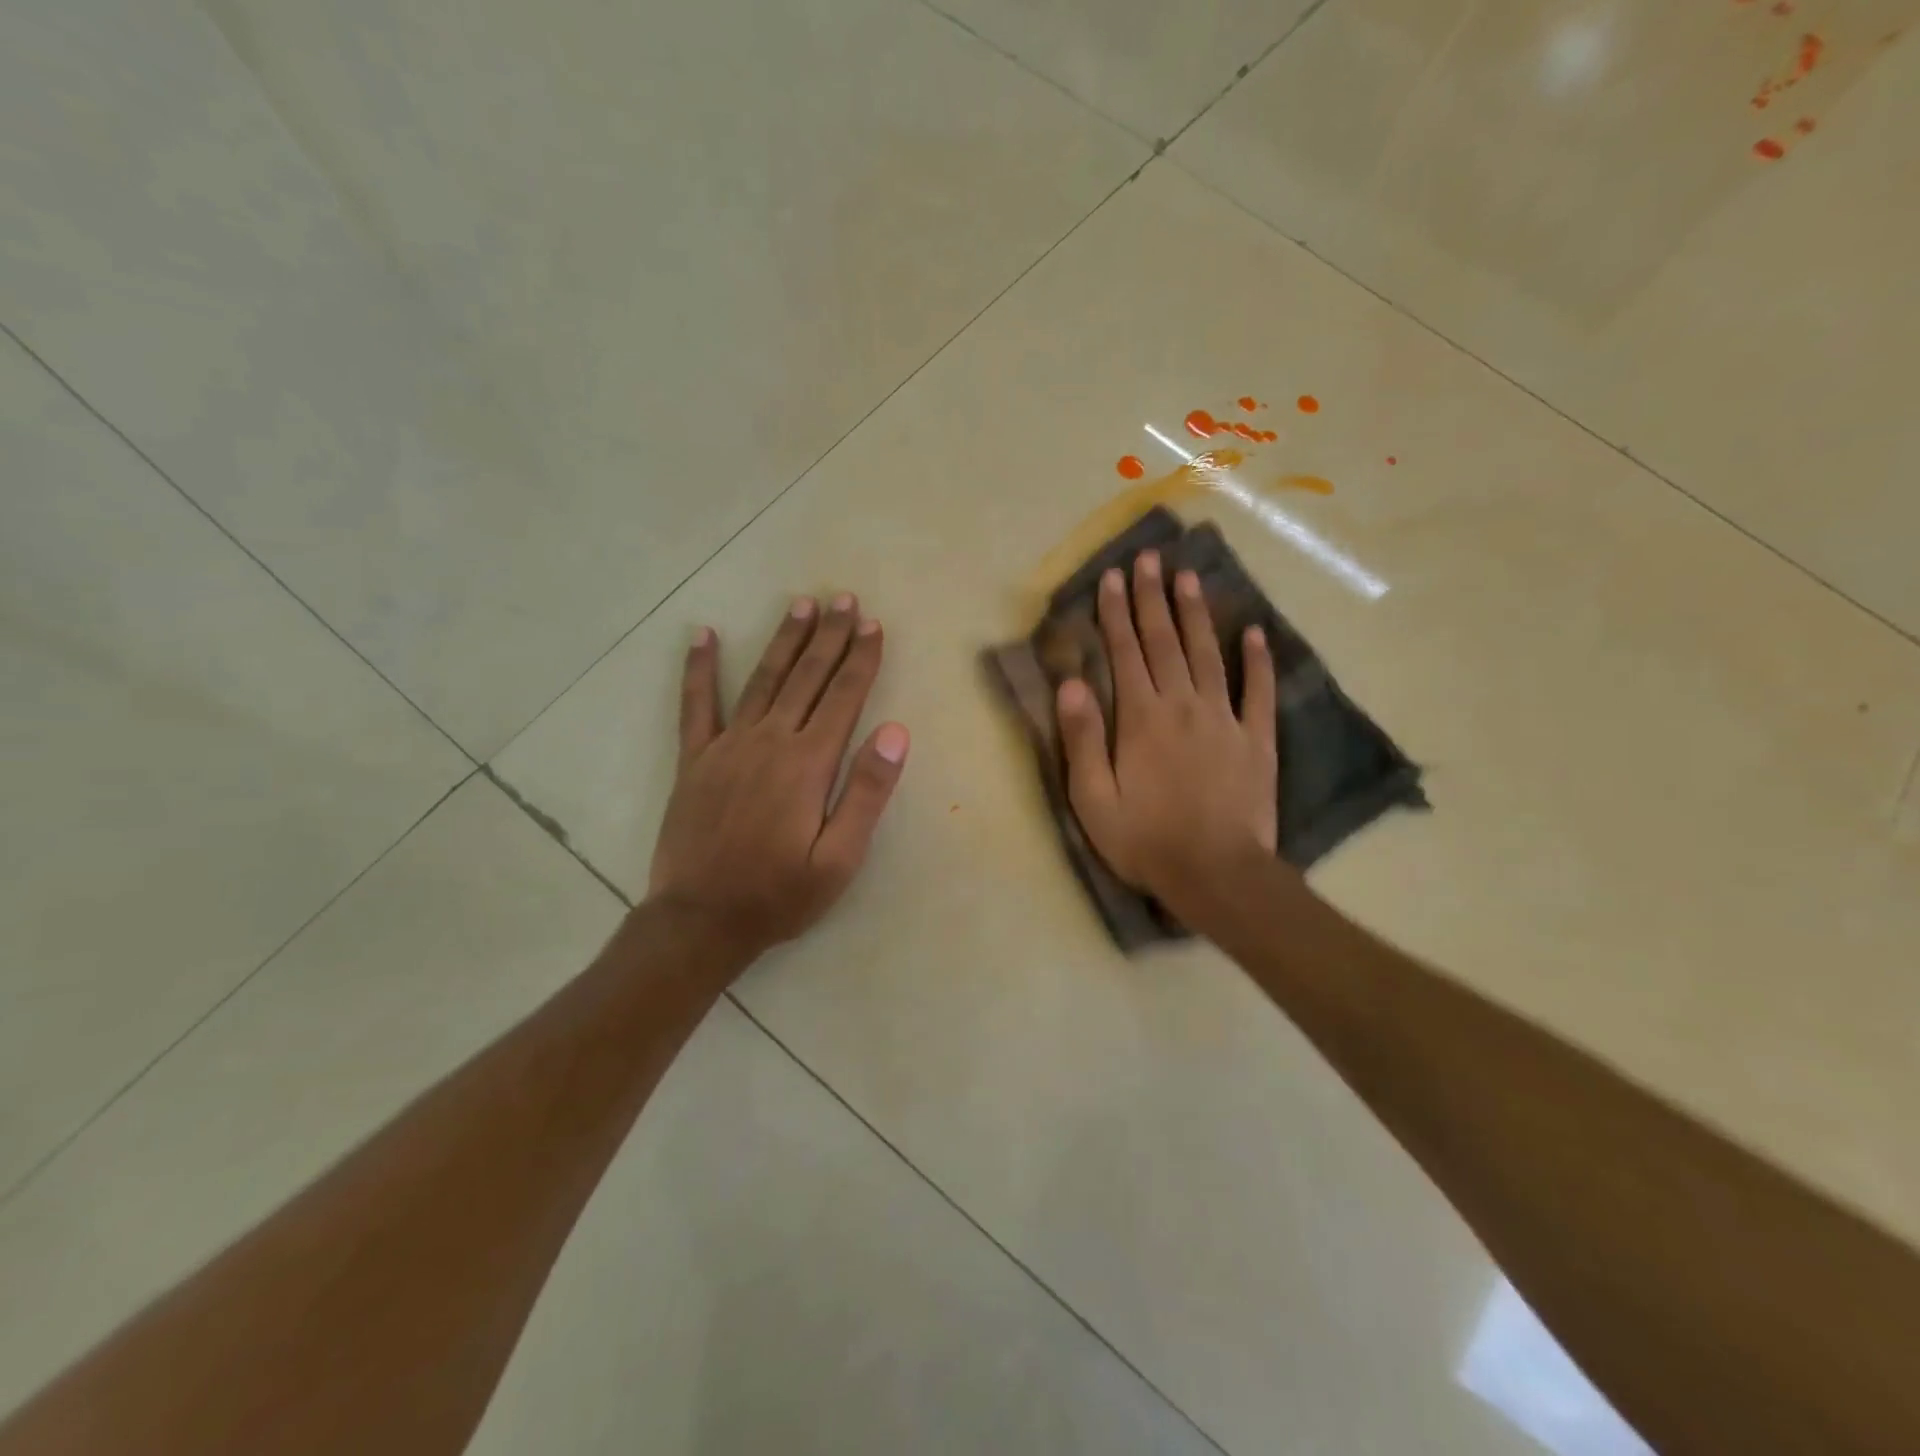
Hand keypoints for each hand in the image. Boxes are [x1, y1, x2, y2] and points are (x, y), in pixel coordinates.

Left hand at [647, 594, 909, 966]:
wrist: (701, 920)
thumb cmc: (780, 894)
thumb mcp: (840, 858)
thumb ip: (867, 792)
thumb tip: (895, 731)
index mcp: (808, 763)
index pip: (843, 697)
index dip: (860, 659)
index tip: (872, 625)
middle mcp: (769, 741)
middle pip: (806, 677)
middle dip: (828, 636)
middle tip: (842, 599)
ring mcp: (727, 746)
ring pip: (763, 680)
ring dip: (784, 641)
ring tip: (800, 606)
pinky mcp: (695, 760)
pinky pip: (696, 705)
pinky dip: (699, 669)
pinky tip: (704, 635)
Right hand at [1055, 551, 1277, 923]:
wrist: (1216, 874)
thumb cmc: (1145, 840)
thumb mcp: (1093, 798)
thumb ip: (1082, 739)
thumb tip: (1071, 684)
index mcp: (1140, 718)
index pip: (1125, 653)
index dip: (1117, 612)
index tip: (1114, 577)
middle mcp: (1182, 705)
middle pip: (1165, 642)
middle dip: (1154, 598)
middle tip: (1151, 559)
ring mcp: (1224, 719)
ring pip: (1208, 655)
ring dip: (1197, 615)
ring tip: (1190, 578)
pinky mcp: (1256, 740)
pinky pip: (1259, 691)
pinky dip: (1258, 660)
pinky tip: (1255, 632)